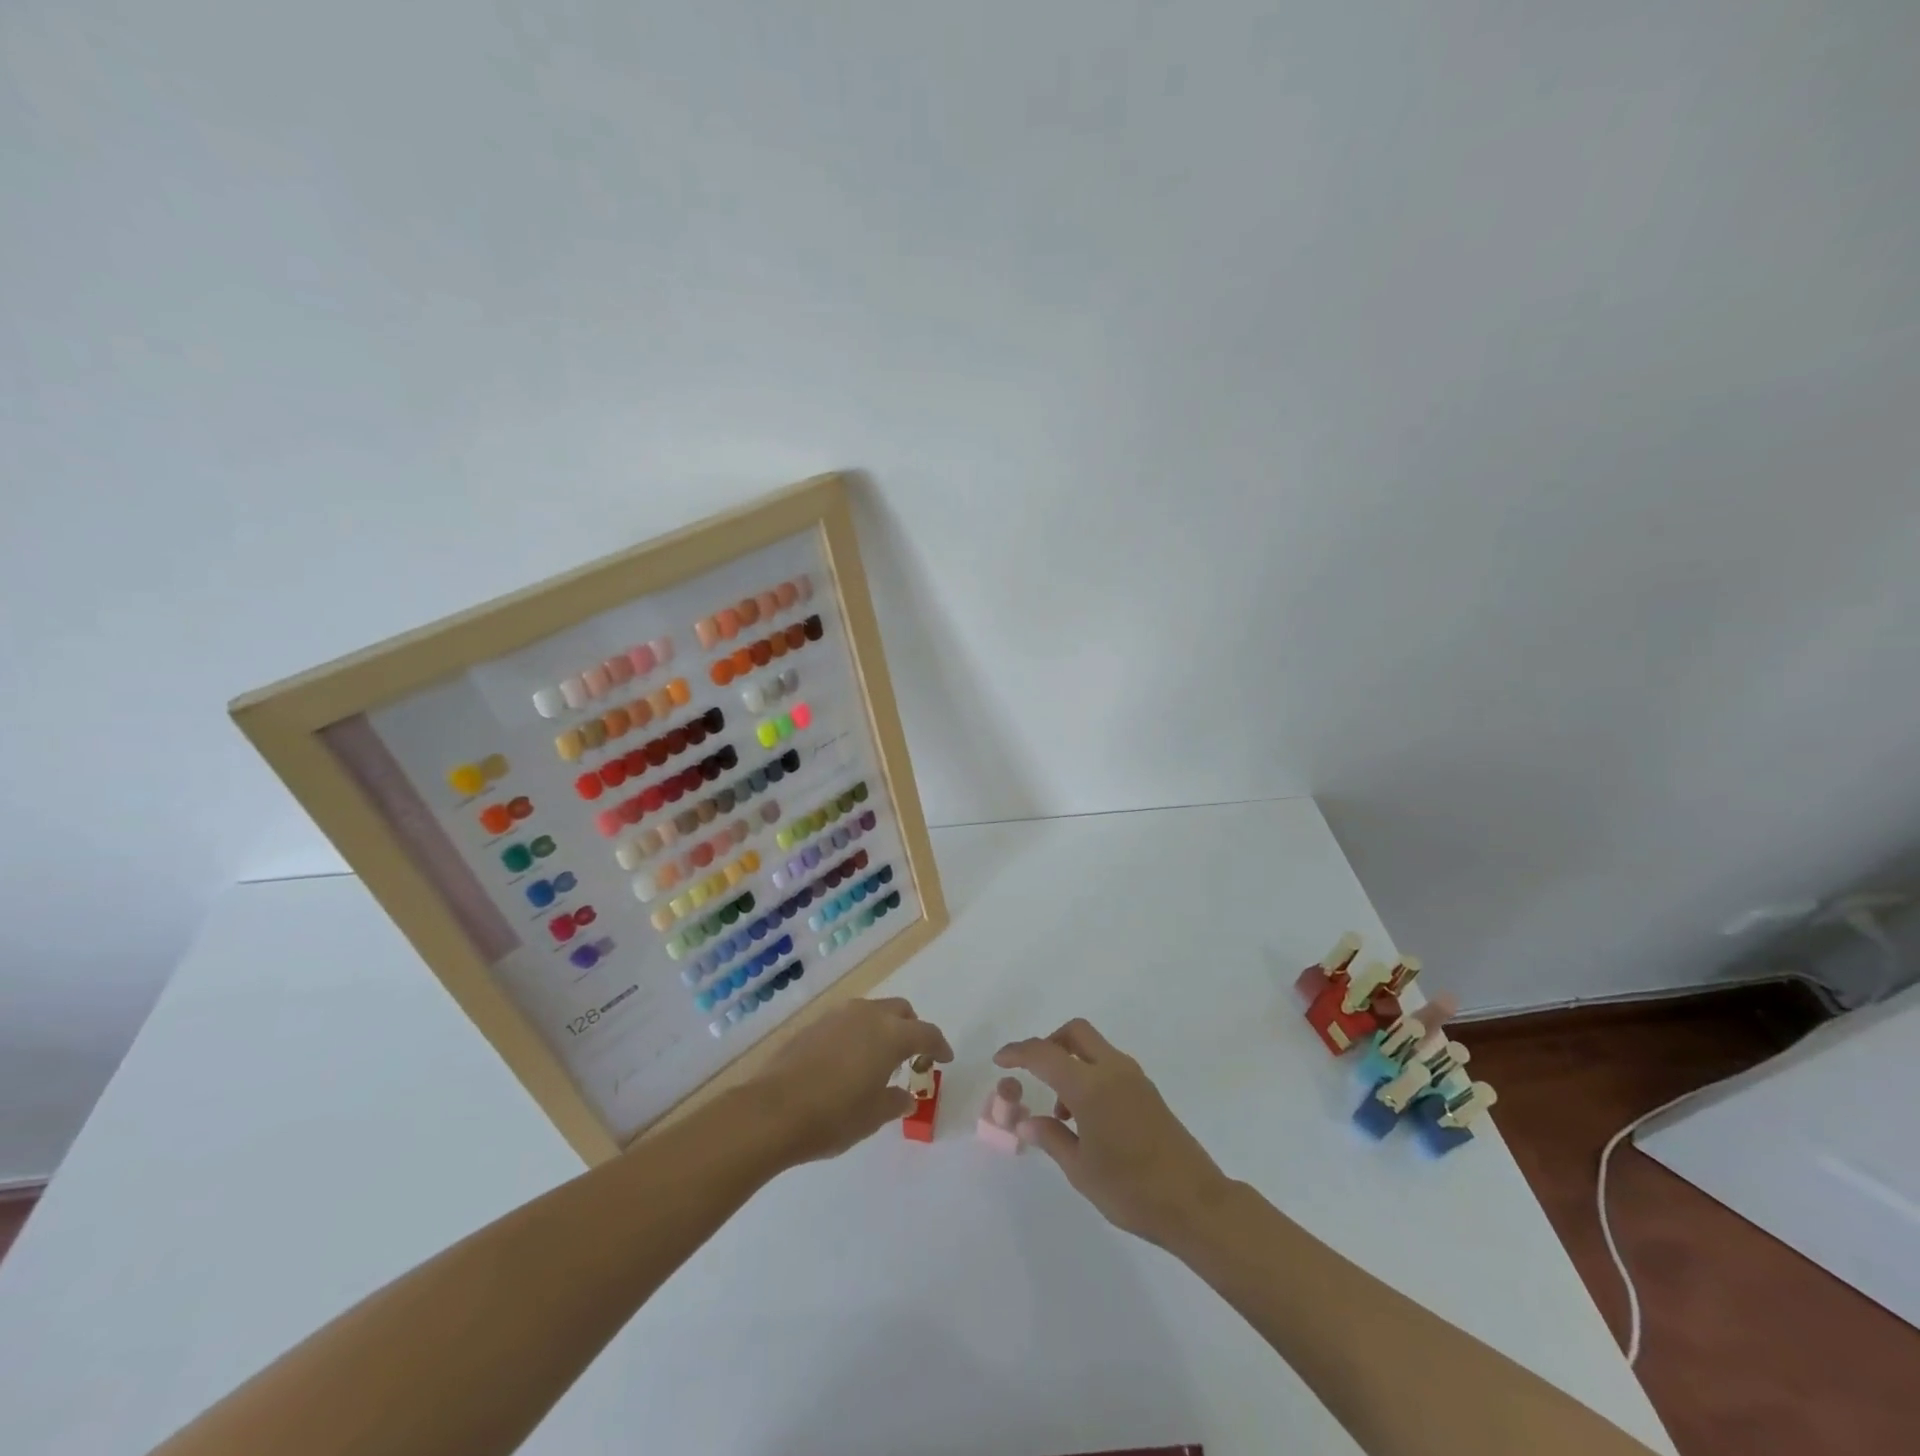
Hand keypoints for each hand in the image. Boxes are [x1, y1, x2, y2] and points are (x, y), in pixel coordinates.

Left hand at [752, 998, 952, 1164]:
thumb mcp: (873, 1116)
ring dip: (882, 1028)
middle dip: (911, 1029)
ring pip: (871, 1011)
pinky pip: (847, 1021)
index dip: (939, 1047)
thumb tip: (906, 1097)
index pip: (927, 1033)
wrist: (772, 1111)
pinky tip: (847, 1061)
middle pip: (900, 1012)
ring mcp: (838, 1015)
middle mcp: (868, 1015)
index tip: (945, 1059)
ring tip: (877, 1059)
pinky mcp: (814, 1024)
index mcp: (891, 1034)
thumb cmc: (833, 1116)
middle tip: (911, 1057)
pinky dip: (857, 1034)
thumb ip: (895, 1102)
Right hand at [995, 1019, 1232, 1247]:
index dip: (1018, 1052)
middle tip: (1032, 1072)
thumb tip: (1027, 1123)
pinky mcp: (1147, 1091)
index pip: (1044, 1054)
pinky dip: (1089, 1075)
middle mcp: (1112, 1070)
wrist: (1195, 1203)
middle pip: (1074, 1033)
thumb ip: (1051, 1138)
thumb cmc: (1131, 1190)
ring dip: (1070, 1062)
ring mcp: (1134, 1078)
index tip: (999, 1060)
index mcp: (1090, 1085)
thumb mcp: (1081, 1170)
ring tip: (1061, 1113)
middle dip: (1049, 1043)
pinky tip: (1086, 1118)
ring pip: (1093, 1047)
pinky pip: (1109, 1065)